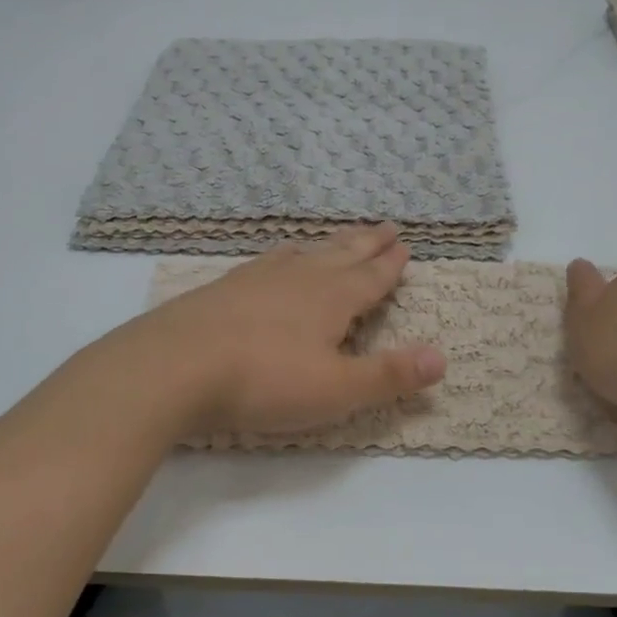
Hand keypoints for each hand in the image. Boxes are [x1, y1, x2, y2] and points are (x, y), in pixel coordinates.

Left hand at [127, 223, 445, 434]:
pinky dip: (285, 255)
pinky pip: (268, 262)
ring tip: (339, 238)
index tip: (405, 246)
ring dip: (328, 245)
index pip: (371, 277)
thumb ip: (388, 375)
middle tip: (385, 226)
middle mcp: (299, 278)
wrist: (174, 366)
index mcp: (332, 298)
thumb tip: (442, 358)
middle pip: (341, 254)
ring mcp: (258, 278)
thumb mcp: (336, 390)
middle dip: (367, 243)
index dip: (391, 264)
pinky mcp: (224, 288)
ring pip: (305, 253)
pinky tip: (277, 260)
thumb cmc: (264, 381)